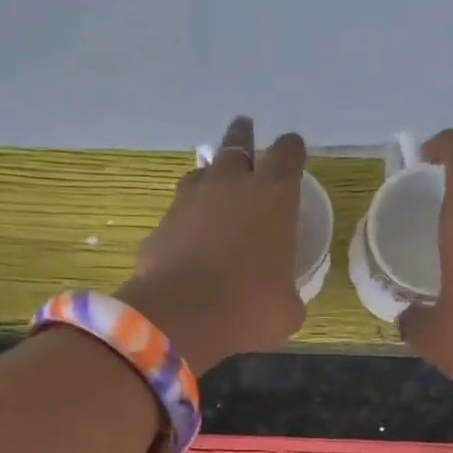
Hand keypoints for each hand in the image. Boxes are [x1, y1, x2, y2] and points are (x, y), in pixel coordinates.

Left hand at [116, 115, 307, 372]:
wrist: (180, 317)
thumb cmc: (248, 308)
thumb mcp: (287, 310)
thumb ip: (288, 292)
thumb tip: (282, 298)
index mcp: (274, 195)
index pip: (288, 153)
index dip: (292, 152)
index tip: (292, 155)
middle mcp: (230, 184)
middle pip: (237, 142)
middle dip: (244, 138)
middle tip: (245, 135)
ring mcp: (189, 200)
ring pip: (200, 172)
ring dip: (210, 178)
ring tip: (214, 191)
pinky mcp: (160, 225)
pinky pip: (176, 214)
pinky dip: (184, 222)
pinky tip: (187, 242)